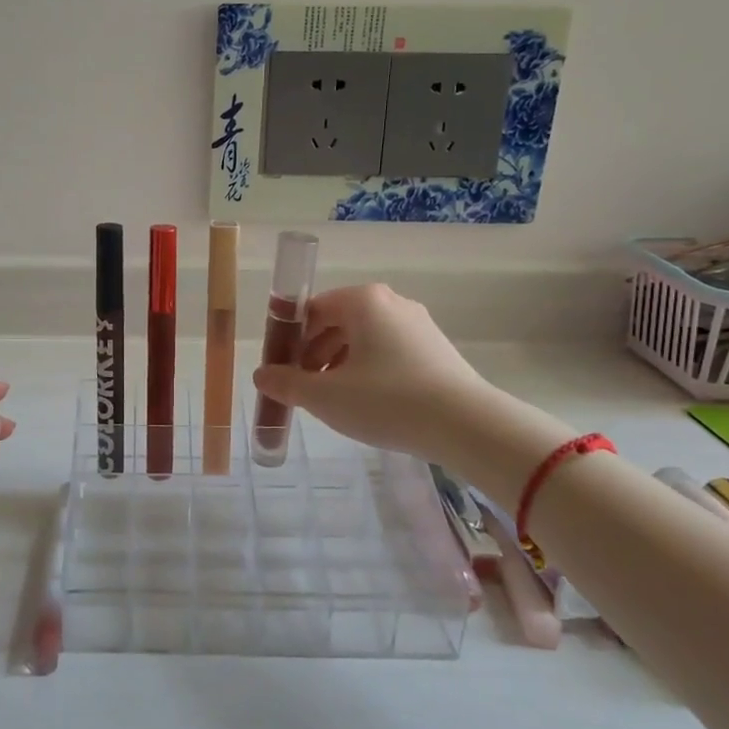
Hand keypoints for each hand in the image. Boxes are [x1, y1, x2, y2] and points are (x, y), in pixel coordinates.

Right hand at [252, 284, 485, 457]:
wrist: (466, 426)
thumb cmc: (386, 401)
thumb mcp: (324, 396)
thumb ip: (286, 384)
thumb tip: (261, 376)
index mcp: (362, 301)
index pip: (311, 310)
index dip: (289, 340)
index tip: (281, 371)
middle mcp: (392, 303)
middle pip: (337, 323)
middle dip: (314, 356)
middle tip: (304, 390)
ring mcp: (418, 325)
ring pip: (364, 340)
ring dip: (339, 366)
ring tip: (334, 402)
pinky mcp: (436, 349)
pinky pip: (388, 353)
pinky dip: (368, 372)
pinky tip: (368, 404)